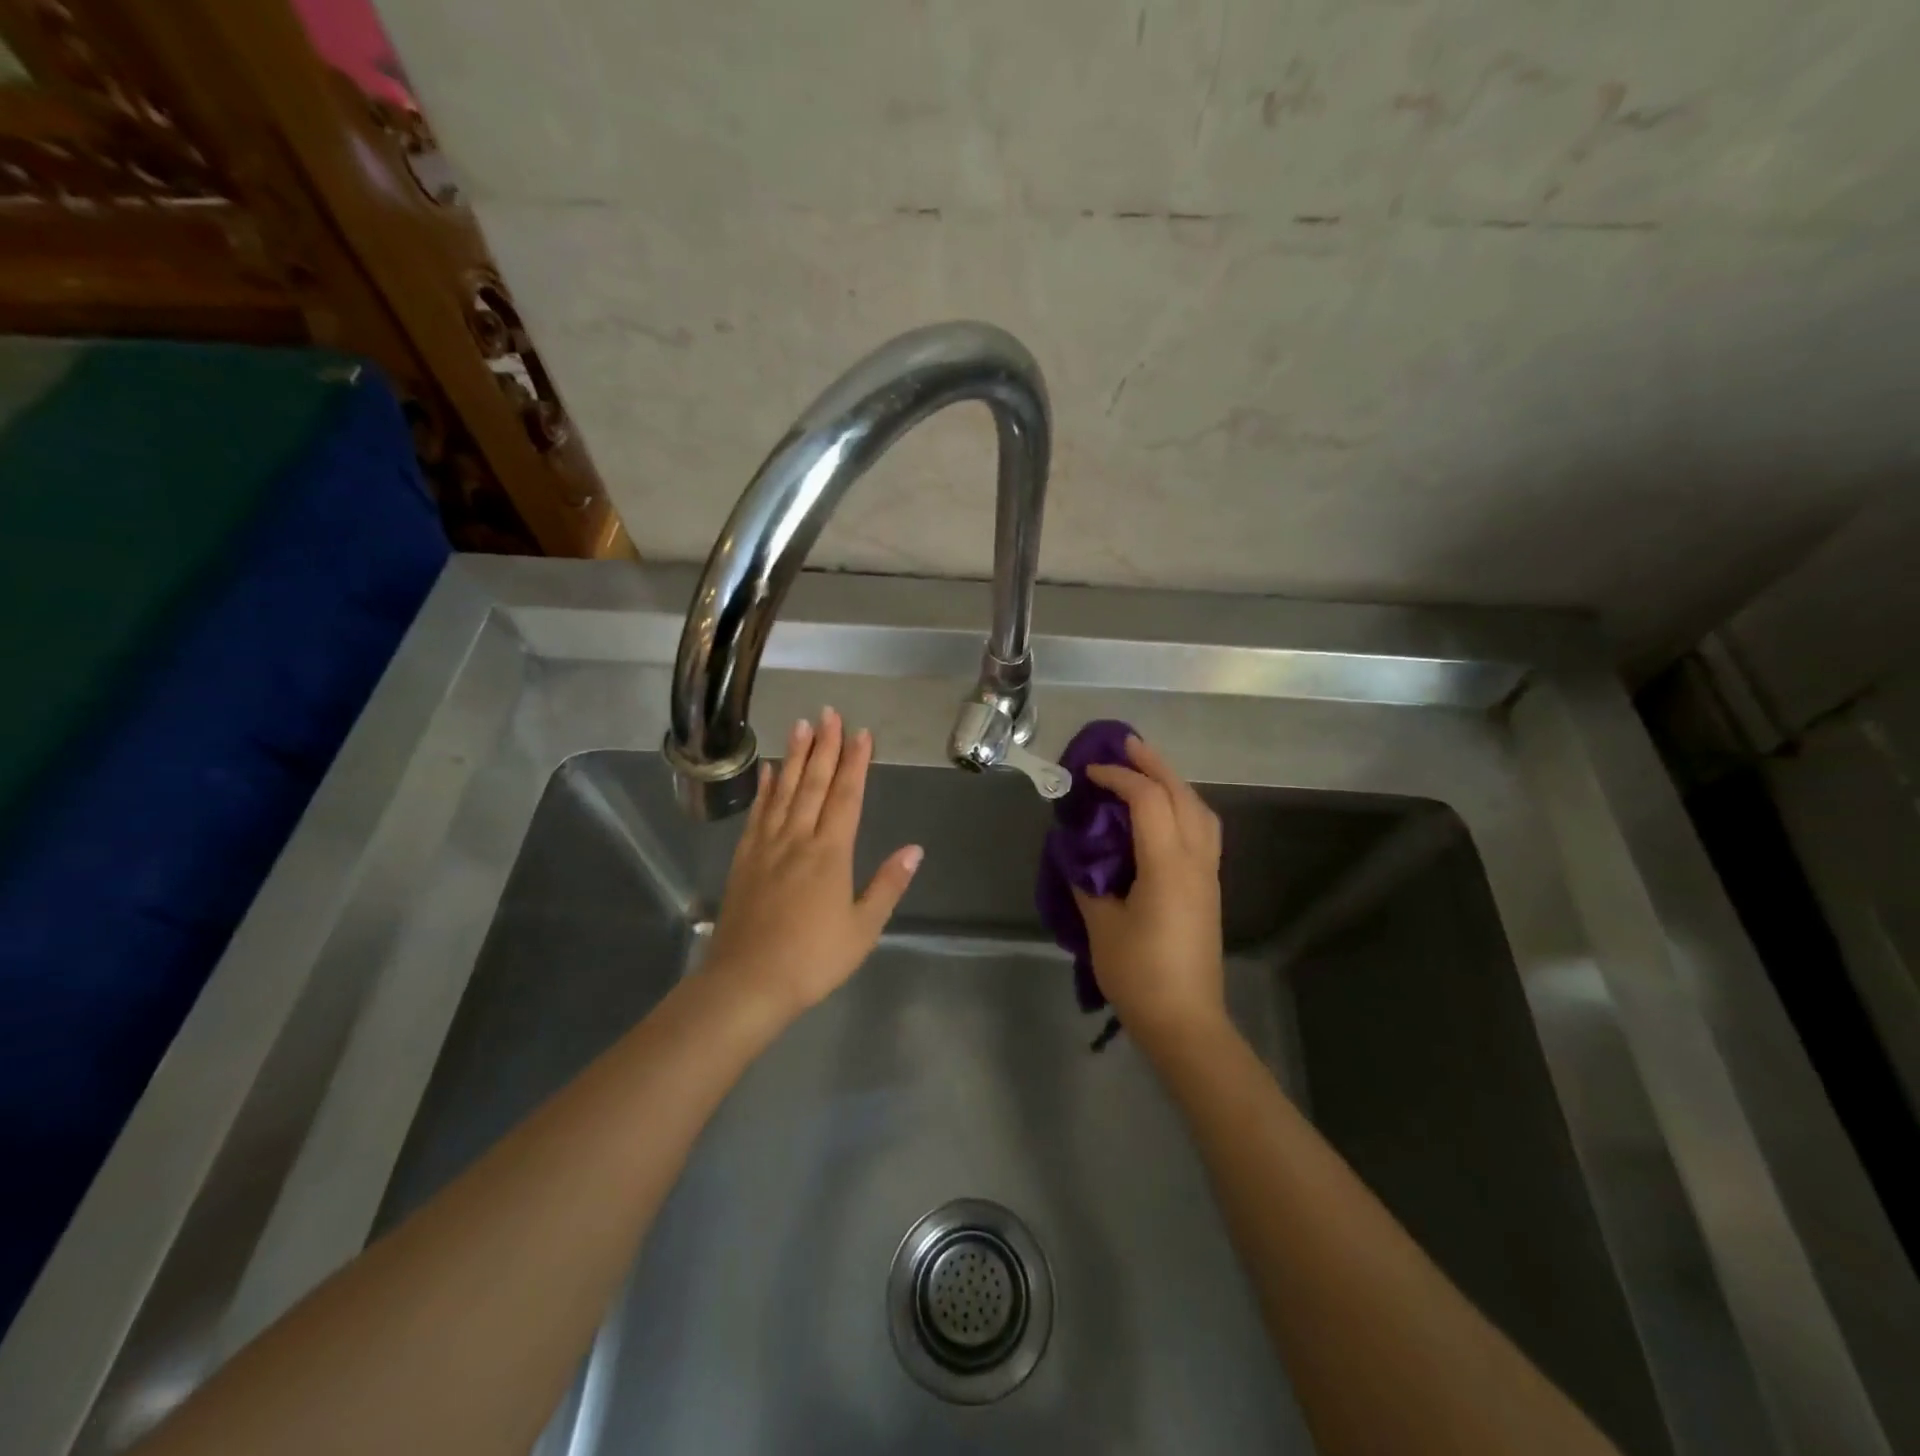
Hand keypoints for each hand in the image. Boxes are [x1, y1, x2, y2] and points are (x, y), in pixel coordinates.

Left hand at [703, 709, 922, 1021]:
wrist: (747, 983)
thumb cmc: (813, 960)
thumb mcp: (863, 929)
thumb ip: (887, 885)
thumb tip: (915, 849)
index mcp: (830, 854)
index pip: (846, 797)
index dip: (855, 763)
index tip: (861, 733)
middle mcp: (798, 840)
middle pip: (813, 784)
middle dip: (824, 746)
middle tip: (829, 712)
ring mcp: (767, 847)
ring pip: (783, 791)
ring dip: (793, 756)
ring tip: (800, 725)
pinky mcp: (744, 860)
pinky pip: (757, 815)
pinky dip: (764, 789)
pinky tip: (767, 770)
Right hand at [1072, 735, 1225, 1047]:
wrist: (1186, 1021)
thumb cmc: (1139, 974)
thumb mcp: (1101, 926)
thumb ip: (1089, 881)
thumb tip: (1080, 853)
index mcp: (1167, 866)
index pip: (1148, 801)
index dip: (1119, 778)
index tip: (1089, 772)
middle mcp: (1195, 861)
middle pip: (1182, 795)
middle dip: (1155, 764)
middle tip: (1127, 744)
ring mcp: (1207, 874)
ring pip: (1201, 810)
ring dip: (1174, 783)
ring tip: (1146, 772)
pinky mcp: (1209, 888)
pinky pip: (1202, 830)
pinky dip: (1183, 806)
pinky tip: (1162, 813)